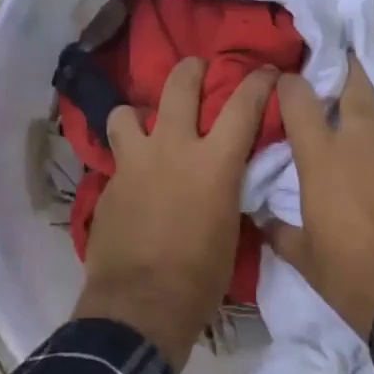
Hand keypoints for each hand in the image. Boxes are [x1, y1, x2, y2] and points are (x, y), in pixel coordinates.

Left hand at [74, 58, 276, 370]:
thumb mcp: (230, 228)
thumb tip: (223, 175)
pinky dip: (128, 160)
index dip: (257, 81)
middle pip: (179, 85)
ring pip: (126, 112)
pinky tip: (133, 181)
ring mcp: (134, 162)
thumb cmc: (200, 277)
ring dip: (138, 115)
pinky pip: (117, 157)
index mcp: (214, 162)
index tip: (265, 71)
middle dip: (191, 69)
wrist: (141, 305)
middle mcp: (173, 148)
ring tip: (145, 127)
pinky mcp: (108, 183)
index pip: (242, 105)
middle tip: (197, 68)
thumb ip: (226, 188)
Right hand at [272, 58, 373, 339]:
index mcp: (322, 157)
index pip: (300, 100)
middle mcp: (360, 143)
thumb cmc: (349, 273)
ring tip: (368, 102)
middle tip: (341, 58)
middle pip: (357, 88)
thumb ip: (278, 230)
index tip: (283, 79)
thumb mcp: (303, 256)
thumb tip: (261, 218)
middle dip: (348, 68)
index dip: (289, 83)